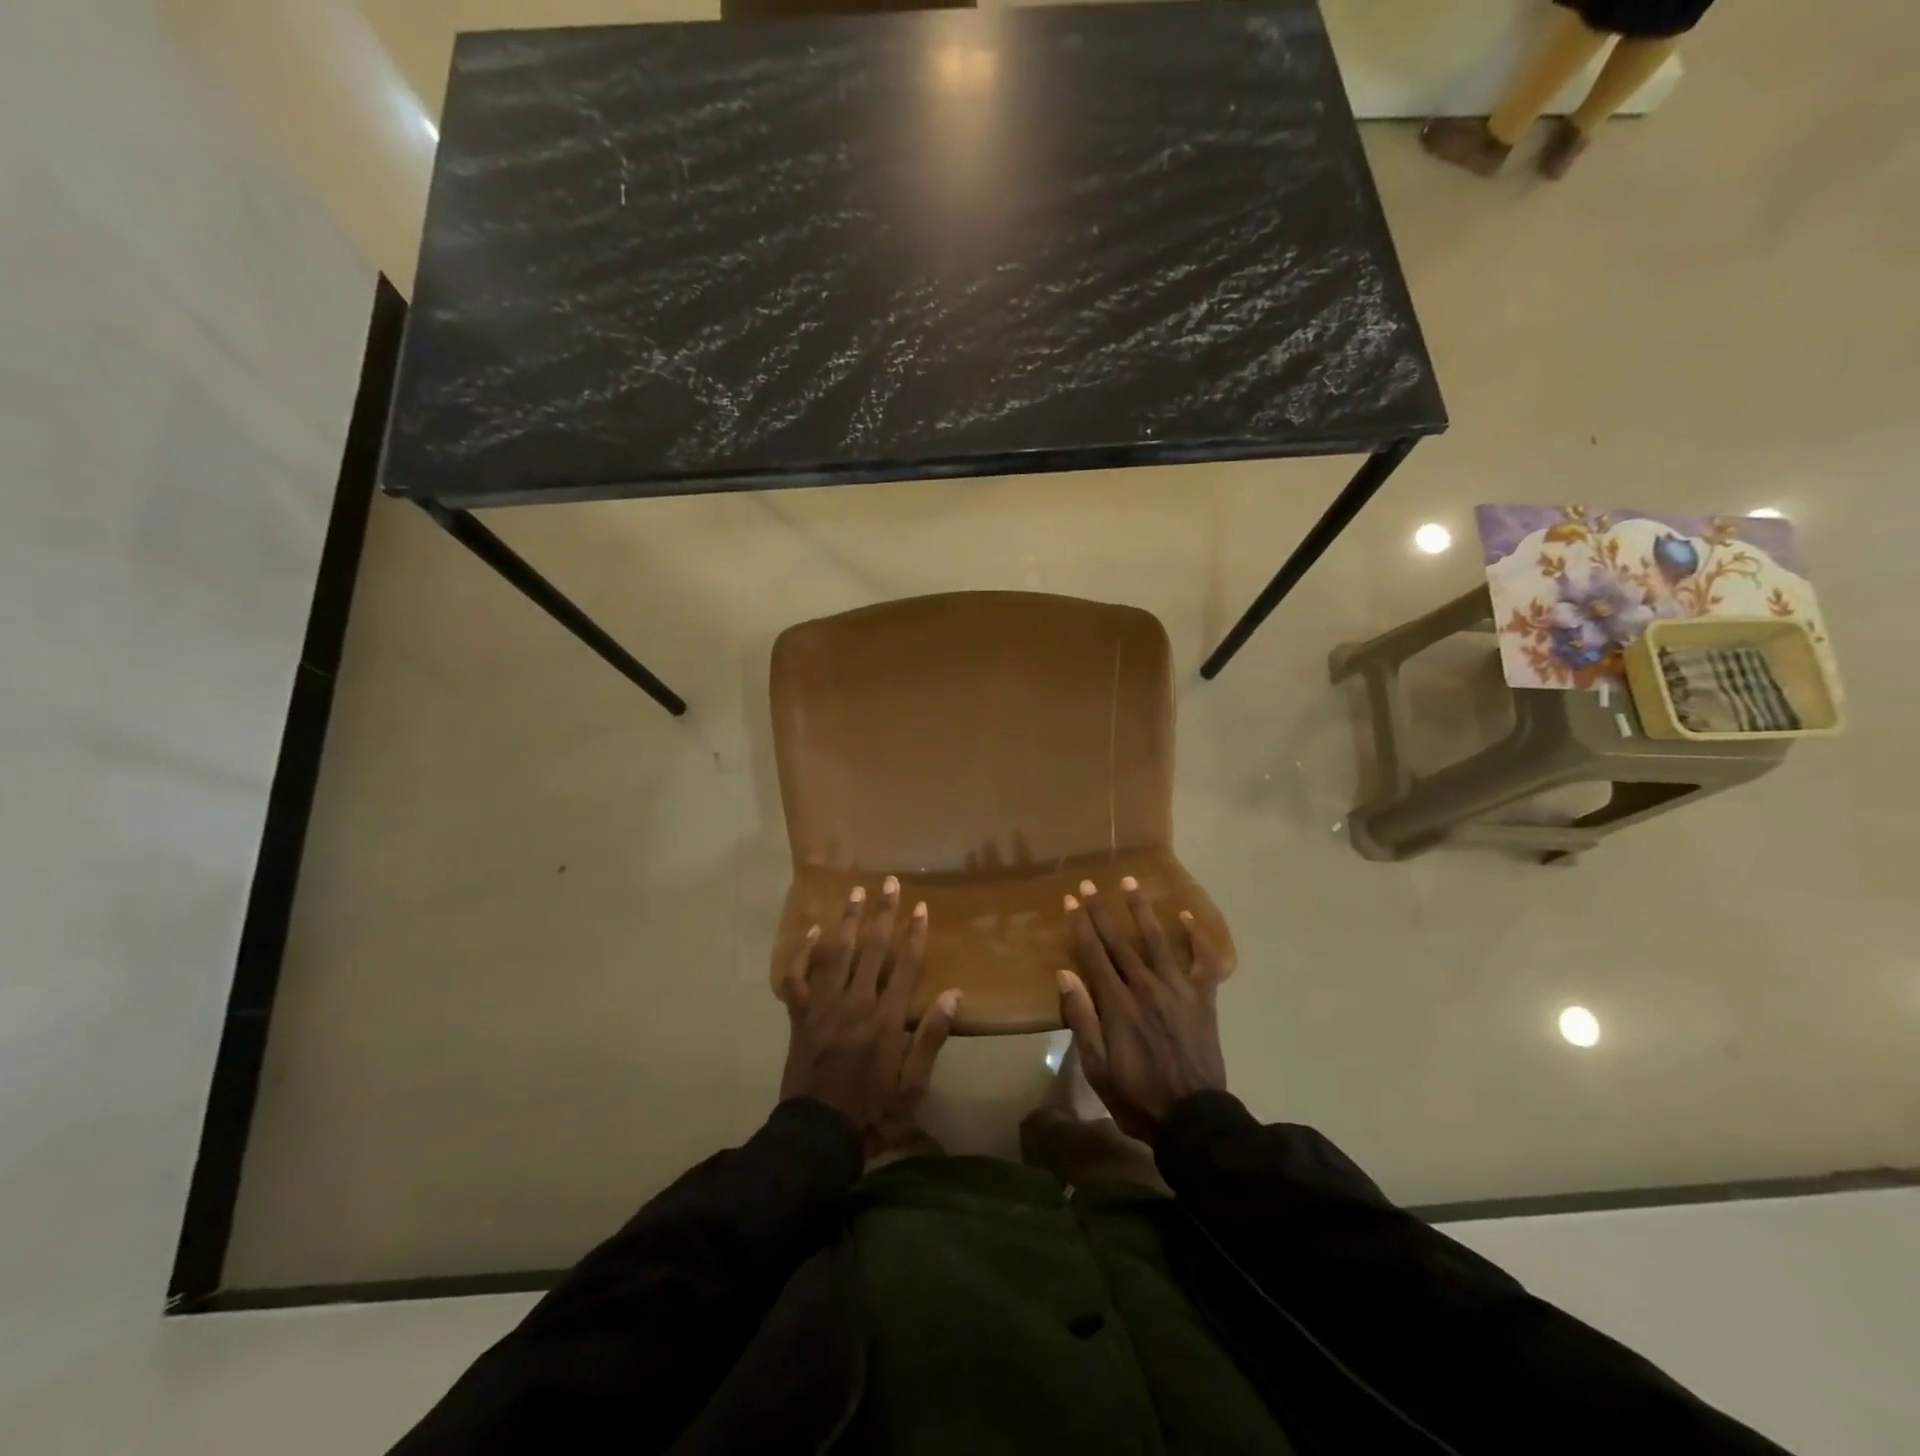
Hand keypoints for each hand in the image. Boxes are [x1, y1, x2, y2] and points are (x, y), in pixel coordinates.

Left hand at [777, 878, 959, 1154]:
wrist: (817, 1135)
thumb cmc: (873, 1111)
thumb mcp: (913, 1086)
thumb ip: (930, 1038)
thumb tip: (953, 995)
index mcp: (886, 1019)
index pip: (904, 966)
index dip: (914, 934)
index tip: (921, 907)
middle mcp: (856, 1004)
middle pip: (872, 950)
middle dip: (883, 914)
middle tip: (889, 883)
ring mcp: (824, 1008)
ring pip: (837, 954)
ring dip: (847, 921)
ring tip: (855, 892)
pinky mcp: (801, 1017)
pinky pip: (798, 979)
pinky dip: (803, 954)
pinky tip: (811, 930)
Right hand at [1056, 876, 1227, 1143]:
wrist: (1193, 1119)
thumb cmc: (1137, 1095)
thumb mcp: (1097, 1067)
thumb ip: (1082, 1018)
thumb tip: (1065, 974)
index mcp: (1117, 1003)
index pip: (1093, 954)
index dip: (1080, 925)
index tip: (1069, 900)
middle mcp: (1145, 986)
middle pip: (1120, 940)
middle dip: (1102, 910)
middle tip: (1089, 884)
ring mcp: (1177, 989)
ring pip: (1157, 940)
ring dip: (1142, 909)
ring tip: (1131, 882)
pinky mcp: (1203, 999)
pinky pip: (1202, 962)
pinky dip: (1197, 937)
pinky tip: (1187, 915)